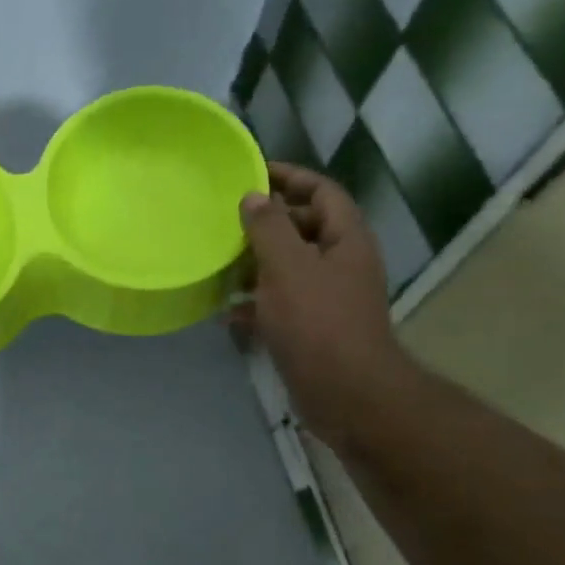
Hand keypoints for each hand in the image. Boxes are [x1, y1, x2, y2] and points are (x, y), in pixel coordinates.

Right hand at [236, 163, 413, 449]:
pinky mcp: (311, 328)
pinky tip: (226, 312)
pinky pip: (279, 304)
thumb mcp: (288, 267)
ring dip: (254, 265)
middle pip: (303, 228)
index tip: (252, 172)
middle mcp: (341, 263)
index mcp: (345, 240)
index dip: (290, 177)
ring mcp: (327, 298)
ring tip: (218, 265)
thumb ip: (269, 228)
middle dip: (266, 224)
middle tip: (226, 222)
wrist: (344, 392)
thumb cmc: (317, 322)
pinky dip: (254, 304)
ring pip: (287, 268)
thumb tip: (254, 197)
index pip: (322, 192)